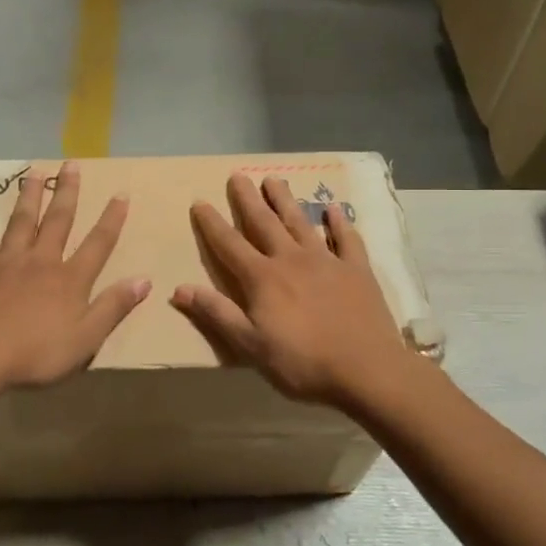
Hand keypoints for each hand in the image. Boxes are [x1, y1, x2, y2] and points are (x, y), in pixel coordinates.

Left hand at [0, 161, 149, 391]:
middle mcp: (40, 262)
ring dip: (29, 197)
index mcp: (69, 280)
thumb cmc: (36, 354)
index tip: (121, 194)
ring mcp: (5, 264)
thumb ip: (113, 307)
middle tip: (71, 165)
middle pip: (57, 221)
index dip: (111, 219)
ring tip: (34, 174)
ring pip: (20, 223)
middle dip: (67, 193)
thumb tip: (144, 280)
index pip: (98, 244)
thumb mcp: (86, 339)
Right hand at [173, 174, 416, 408]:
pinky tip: (332, 209)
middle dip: (248, 199)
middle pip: (264, 223)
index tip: (199, 201)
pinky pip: (346, 239)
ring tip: (274, 180)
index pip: (229, 244)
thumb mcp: (250, 346)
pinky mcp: (356, 270)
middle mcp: (291, 260)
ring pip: (300, 223)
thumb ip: (217, 313)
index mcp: (262, 279)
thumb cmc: (302, 363)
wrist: (366, 370)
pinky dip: (338, 222)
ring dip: (285, 201)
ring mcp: (326, 261)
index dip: (212, 223)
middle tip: (238, 175)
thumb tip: (179, 288)